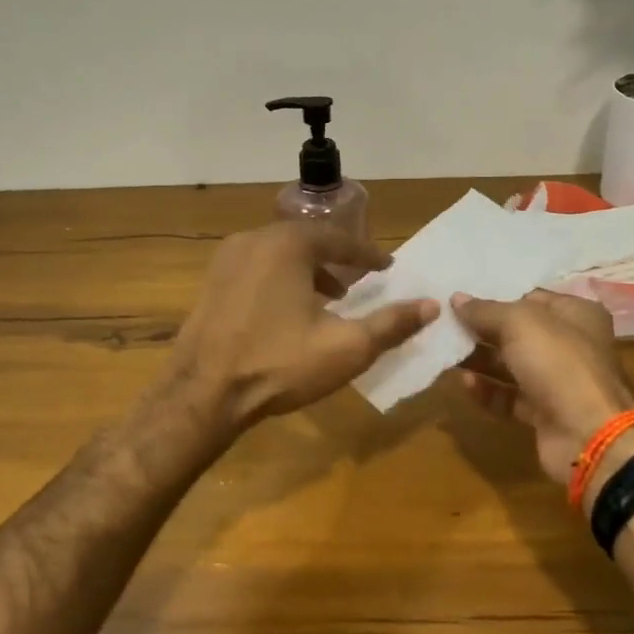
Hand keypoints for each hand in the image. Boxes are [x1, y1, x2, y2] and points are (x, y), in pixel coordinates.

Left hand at [165, 222, 437, 430]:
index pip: (339, 239)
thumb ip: (391, 323)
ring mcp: (226, 260)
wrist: (203, 394)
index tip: (387, 268)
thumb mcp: (346, 347)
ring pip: (279, 254)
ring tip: (329, 298)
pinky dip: (281, 279)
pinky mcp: (210, 283)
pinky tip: (289, 311)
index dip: (367, 255)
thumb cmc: (279, 364)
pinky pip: (256, 268)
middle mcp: (254, 240)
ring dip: (308, 270)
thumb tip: (431, 305)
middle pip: (307, 241)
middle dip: (337, 260)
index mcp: (287, 245)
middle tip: (360, 280)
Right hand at [453, 289, 633, 485]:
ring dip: (480, 360)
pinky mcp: (545, 412)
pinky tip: (465, 384)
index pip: (530, 297)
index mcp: (576, 314)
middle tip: (445, 325)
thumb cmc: (558, 363)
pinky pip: (510, 396)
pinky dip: (488, 390)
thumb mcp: (519, 323)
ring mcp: (558, 381)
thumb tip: (456, 299)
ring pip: (512, 365)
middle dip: (483, 329)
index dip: (496, 297)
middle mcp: (570, 344)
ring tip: (447, 352)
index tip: (460, 298)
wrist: (588, 434)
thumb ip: (485, 310)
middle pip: (518, 332)